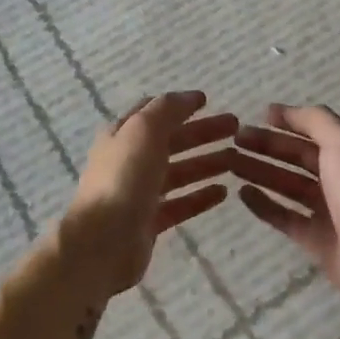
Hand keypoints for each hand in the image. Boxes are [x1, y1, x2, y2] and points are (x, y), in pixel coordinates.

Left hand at [54, 91, 237, 302]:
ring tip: (237, 160)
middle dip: (202, 132)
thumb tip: (190, 96)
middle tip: (236, 128)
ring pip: (179, 172)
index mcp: (123, 134)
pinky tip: (224, 193)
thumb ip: (167, 110)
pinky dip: (200, 196)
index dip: (180, 105)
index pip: (154, 112)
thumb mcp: (144, 130)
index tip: (209, 102)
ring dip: (206, 163)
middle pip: (172, 141)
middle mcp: (130, 160)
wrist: (102, 242)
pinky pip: (181, 204)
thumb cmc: (123, 178)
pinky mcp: (150, 222)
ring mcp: (140, 193)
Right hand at [233, 104, 339, 323]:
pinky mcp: (315, 240)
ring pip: (287, 185)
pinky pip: (284, 217)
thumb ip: (314, 120)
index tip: (256, 116)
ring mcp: (328, 211)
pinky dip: (263, 204)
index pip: (314, 131)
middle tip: (234, 140)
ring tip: (229, 163)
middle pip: (297, 157)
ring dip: (260, 171)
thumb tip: (281, 110)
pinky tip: (241, 193)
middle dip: (267, 146)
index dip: (287, 122)